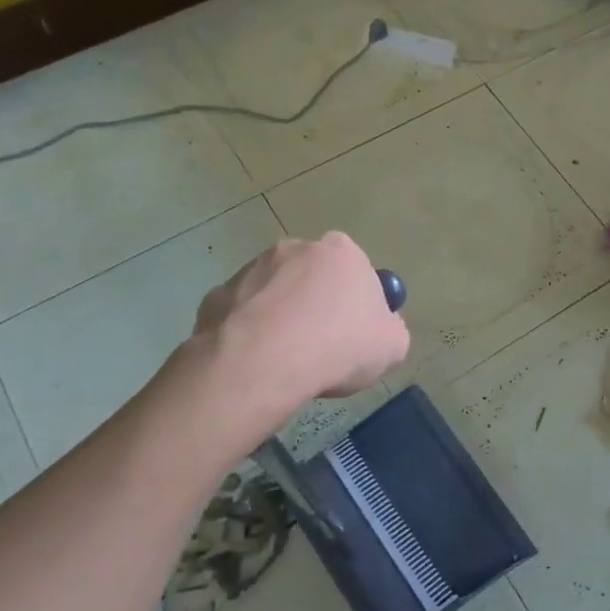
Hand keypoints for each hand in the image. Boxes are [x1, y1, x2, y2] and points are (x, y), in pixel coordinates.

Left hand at [192, 234, 409, 412]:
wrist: (262, 362)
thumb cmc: (338, 346)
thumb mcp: (392, 346)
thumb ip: (390, 329)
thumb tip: (379, 328)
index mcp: (341, 252)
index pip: (357, 271)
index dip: (358, 303)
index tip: (355, 334)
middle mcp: (295, 248)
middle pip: (313, 277)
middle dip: (316, 305)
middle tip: (321, 347)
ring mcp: (251, 269)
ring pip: (274, 293)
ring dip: (281, 317)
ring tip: (285, 360)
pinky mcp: (217, 294)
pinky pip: (241, 314)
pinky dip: (249, 332)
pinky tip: (255, 361)